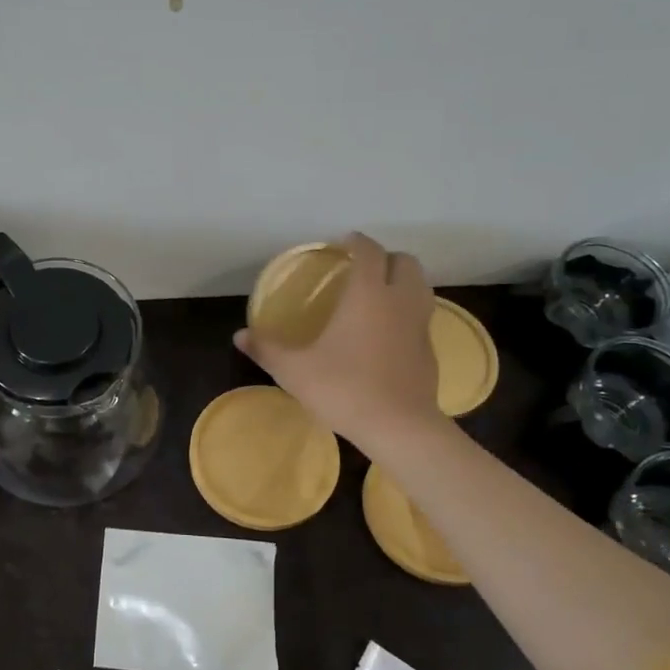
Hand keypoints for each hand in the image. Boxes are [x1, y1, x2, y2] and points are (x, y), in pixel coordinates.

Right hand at [235, 232, 443, 455]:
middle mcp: (400, 301)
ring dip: (403, 282)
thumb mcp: (294, 370)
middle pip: (406, 262)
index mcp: (368, 294)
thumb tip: (239, 335)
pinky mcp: (430, 350)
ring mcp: (420, 325)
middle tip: (363, 269)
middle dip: (386, 258)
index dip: (357, 242)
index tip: (343, 243)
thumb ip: (266, 349)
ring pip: (421, 287)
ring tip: (378, 295)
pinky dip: (407, 312)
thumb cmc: (344, 388)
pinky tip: (387, 333)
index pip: (370, 252)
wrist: (398, 427)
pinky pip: (421, 316)